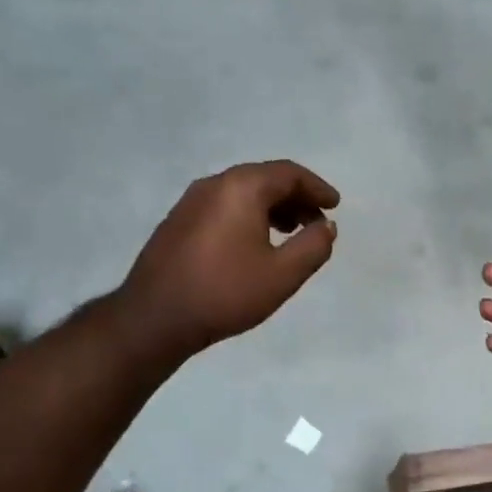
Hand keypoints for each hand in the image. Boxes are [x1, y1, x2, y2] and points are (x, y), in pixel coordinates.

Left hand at [122, 160, 339, 358]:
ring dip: (272, 207)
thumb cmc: (226, 292)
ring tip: (290, 233)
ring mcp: (190, 201)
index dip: (317, 187)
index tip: (335, 205)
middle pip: (264, 179)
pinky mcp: (177, 221)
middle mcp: (214, 184)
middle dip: (296, 197)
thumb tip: (326, 226)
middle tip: (316, 221)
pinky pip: (223, 206)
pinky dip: (248, 215)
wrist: (155, 318)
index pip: (289, 174)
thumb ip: (313, 246)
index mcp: (242, 188)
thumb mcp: (283, 274)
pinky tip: (254, 243)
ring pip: (242, 192)